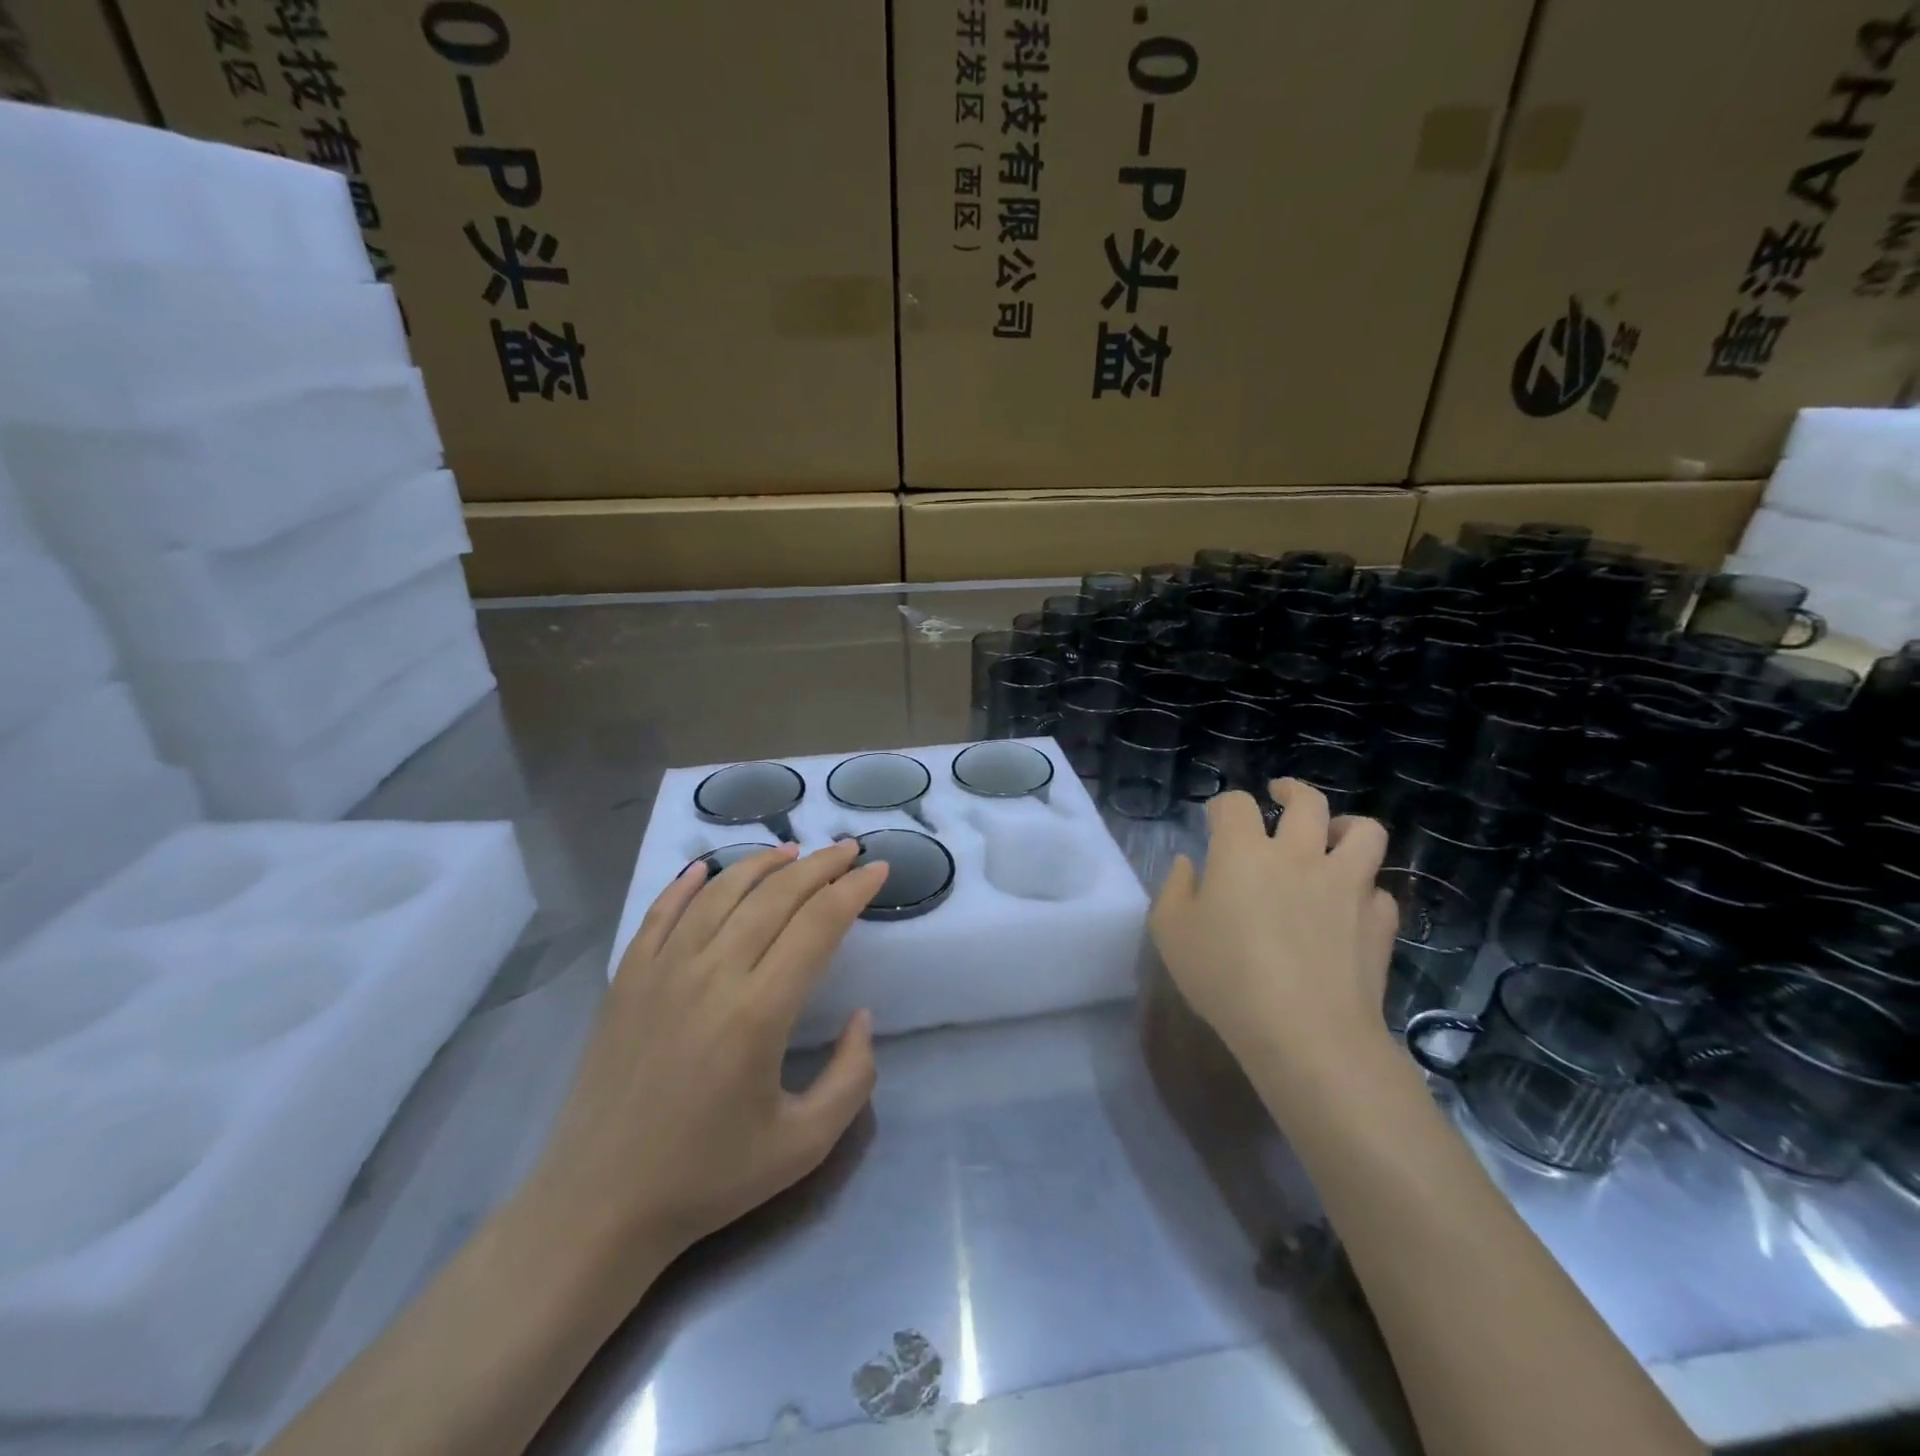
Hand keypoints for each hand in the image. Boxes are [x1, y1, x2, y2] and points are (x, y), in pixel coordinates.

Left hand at [526, 840, 886, 1281]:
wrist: (598, 1207)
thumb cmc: (707, 1178)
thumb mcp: (804, 1145)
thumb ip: (852, 1077)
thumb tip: (861, 1016)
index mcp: (758, 1012)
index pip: (818, 925)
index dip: (853, 890)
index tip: (878, 869)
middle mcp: (711, 975)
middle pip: (775, 897)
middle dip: (819, 866)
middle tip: (847, 849)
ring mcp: (661, 972)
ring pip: (720, 893)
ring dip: (761, 865)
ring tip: (792, 852)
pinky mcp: (626, 980)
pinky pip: (660, 914)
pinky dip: (686, 884)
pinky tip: (705, 868)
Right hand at [1150, 779, 1398, 1088]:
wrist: (1306, 1033)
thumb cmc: (1226, 978)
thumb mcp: (1171, 933)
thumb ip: (1174, 889)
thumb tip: (1188, 864)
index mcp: (1243, 852)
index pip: (1235, 804)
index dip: (1223, 805)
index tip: (1216, 819)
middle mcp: (1298, 855)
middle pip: (1307, 801)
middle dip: (1291, 791)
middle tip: (1281, 796)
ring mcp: (1346, 885)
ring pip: (1364, 832)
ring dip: (1347, 827)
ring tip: (1334, 836)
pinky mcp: (1378, 920)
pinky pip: (1379, 889)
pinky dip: (1364, 890)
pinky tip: (1350, 905)